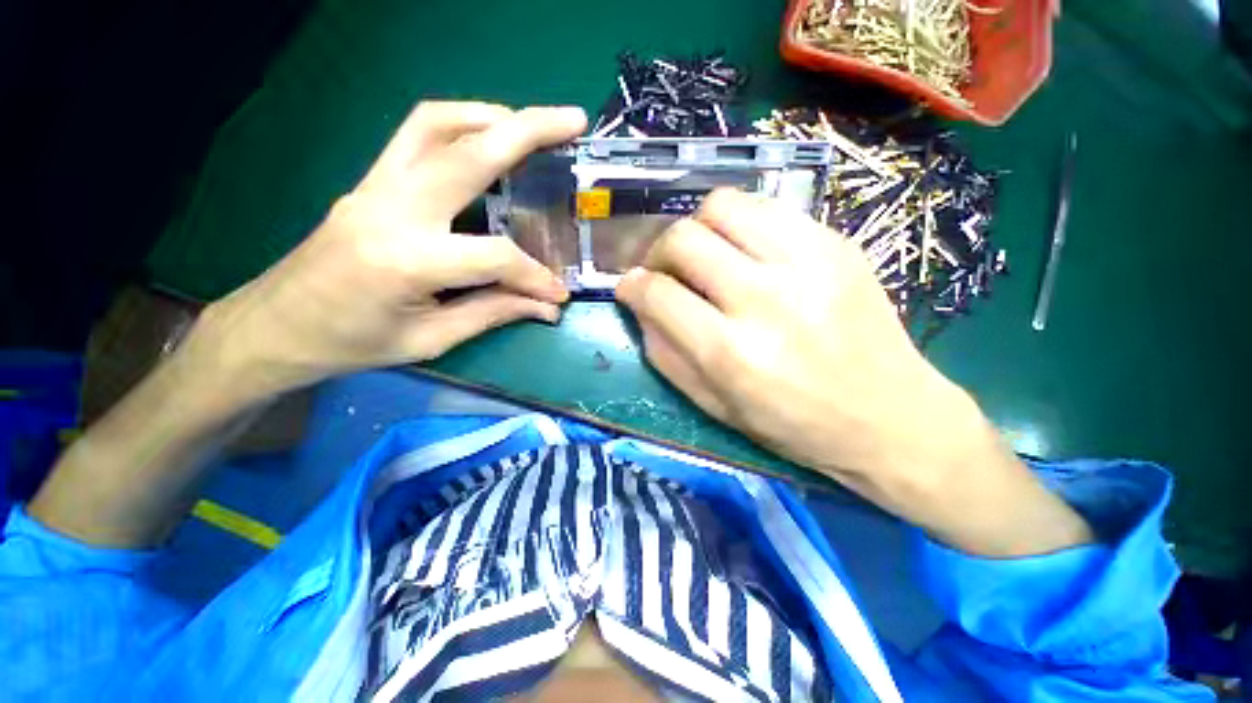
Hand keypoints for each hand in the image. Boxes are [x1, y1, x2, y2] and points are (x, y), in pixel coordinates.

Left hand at [196, 102, 586, 400]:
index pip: (494, 256)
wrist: (275, 326)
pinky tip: (487, 139)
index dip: (534, 275)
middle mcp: (391, 208)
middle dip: (529, 131)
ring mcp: (375, 186)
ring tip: (532, 125)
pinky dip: (461, 126)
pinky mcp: (371, 182)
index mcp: (406, 260)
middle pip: (469, 153)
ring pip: (437, 124)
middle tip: (573, 120)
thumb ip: (494, 313)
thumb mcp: (430, 339)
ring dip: (491, 116)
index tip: (557, 293)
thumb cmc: (351, 343)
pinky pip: (417, 135)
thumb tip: (547, 306)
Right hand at [616, 189, 1090, 555]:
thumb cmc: (794, 425)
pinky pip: (767, 208)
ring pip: (723, 206)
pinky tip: (743, 250)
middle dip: (658, 251)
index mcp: (731, 353)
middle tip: (664, 270)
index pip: (658, 294)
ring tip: (703, 254)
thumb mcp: (715, 406)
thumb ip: (666, 355)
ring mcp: (807, 263)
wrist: (890, 418)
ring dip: (697, 227)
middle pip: (684, 239)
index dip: (631, 286)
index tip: (628, 287)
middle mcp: (765, 300)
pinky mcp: (836, 244)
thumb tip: (640, 307)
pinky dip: (739, 223)